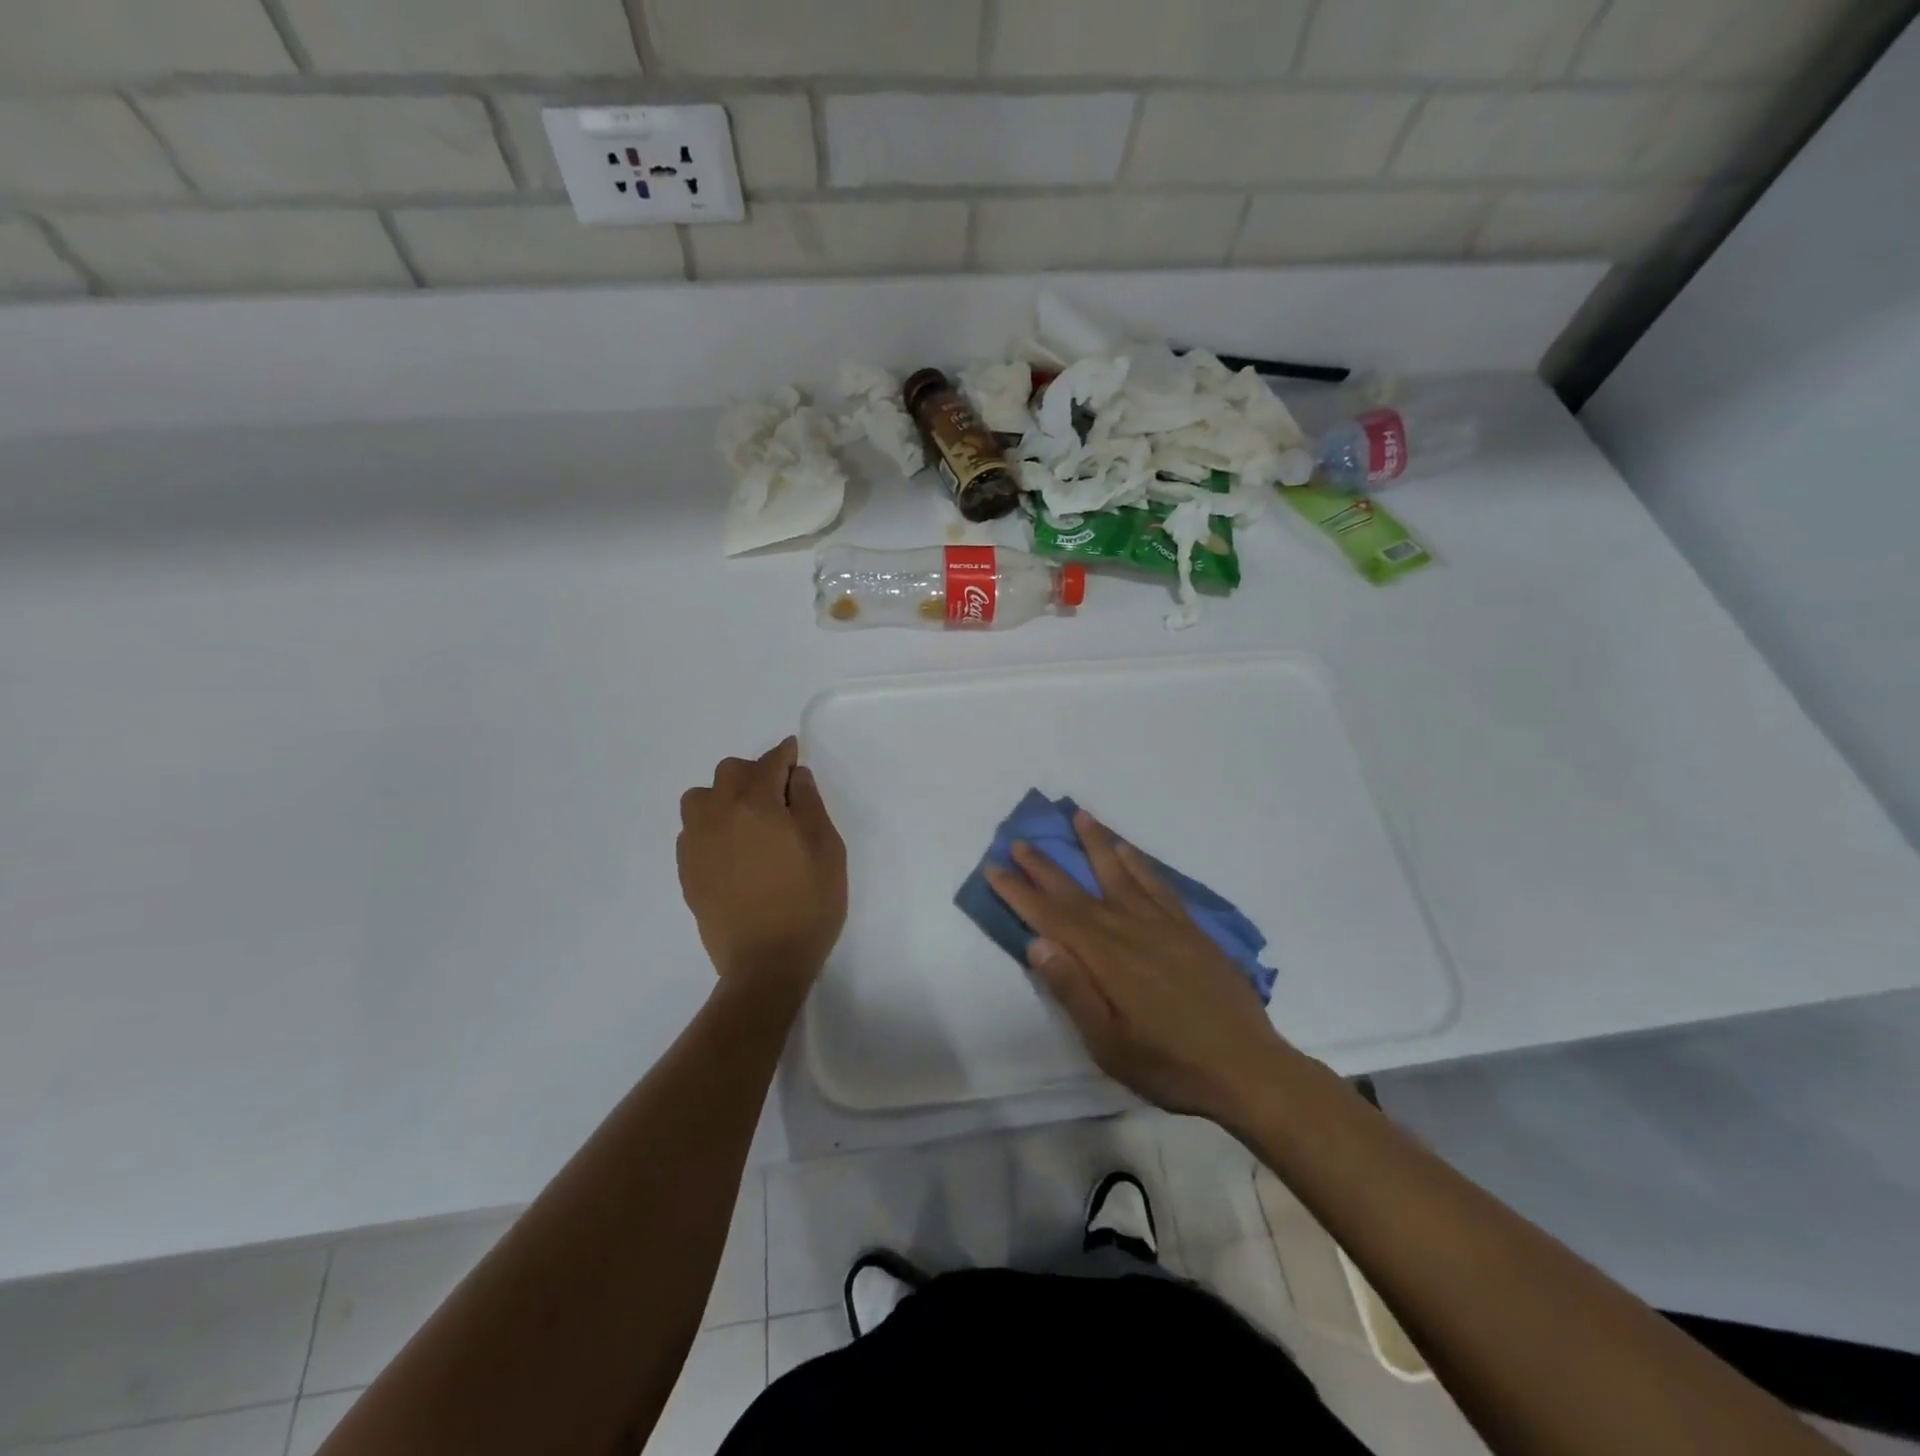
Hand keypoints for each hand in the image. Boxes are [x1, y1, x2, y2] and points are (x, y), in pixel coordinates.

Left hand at [677, 737, 846, 994]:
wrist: (765, 963)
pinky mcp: (686, 869)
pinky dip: (710, 824)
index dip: (785, 754)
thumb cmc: (808, 904)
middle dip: (755, 773)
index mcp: (757, 805)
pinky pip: (692, 829)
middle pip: (730, 772)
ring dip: (724, 796)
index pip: (770, 763)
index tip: (794, 752)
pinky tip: (731, 846)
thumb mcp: (827, 849)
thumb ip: (810, 804)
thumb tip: (795, 776)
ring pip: (701, 797)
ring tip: (747, 818)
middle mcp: (719, 814)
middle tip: (778, 794)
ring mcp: (697, 843)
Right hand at [985, 810, 1289, 1122]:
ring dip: (1096, 845)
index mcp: (1105, 959)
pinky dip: (1140, 864)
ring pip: (1120, 875)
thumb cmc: (1169, 1064)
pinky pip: (1158, 885)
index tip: (995, 868)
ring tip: (1079, 817)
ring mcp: (1163, 925)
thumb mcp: (1109, 1044)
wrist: (1247, 1068)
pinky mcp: (1190, 929)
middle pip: (1078, 891)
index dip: (1020, 893)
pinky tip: (1129, 851)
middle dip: (1046, 866)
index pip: (1052, 918)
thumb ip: (1073, 990)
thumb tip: (1037, 942)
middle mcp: (1129, 930)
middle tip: (1020, 841)